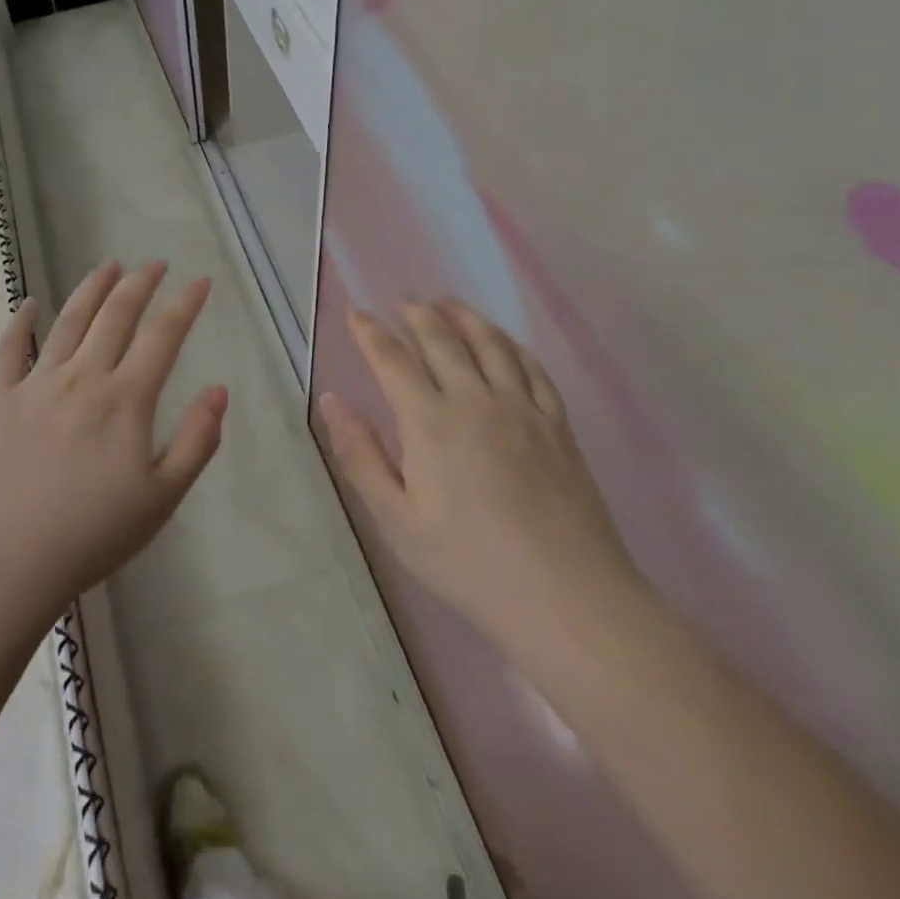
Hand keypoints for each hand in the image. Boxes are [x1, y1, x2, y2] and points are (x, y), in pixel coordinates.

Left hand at [0, 260, 227, 618]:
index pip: (162, 336)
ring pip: (69, 321)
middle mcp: (83, 377)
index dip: (185, 304)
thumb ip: (197, 441)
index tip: (200, 281)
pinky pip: (10, 349)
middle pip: (116, 315)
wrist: (5, 563)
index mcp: (125, 400)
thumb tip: (219, 389)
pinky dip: (20, 322)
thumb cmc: (92, 536)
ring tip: (109, 265)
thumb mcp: (162, 498)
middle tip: (156, 263)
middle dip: (140, 283)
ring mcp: (37, 384)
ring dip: (92, 288)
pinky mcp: (1, 399)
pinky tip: (30, 304)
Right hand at [321, 299, 642, 665]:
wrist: (567, 598)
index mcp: (430, 421)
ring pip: (490, 345)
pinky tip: (505, 343)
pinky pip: (533, 369)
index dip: (371, 332)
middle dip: (416, 314)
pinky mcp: (557, 426)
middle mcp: (475, 400)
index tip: (356, 313)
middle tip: (402, 300)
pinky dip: (513, 346)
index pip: (393, 359)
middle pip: (442, 340)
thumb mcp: (397, 520)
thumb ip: (360, 455)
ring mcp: (522, 409)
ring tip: (448, 303)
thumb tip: (332, 401)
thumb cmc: (469, 563)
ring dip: (464, 318)